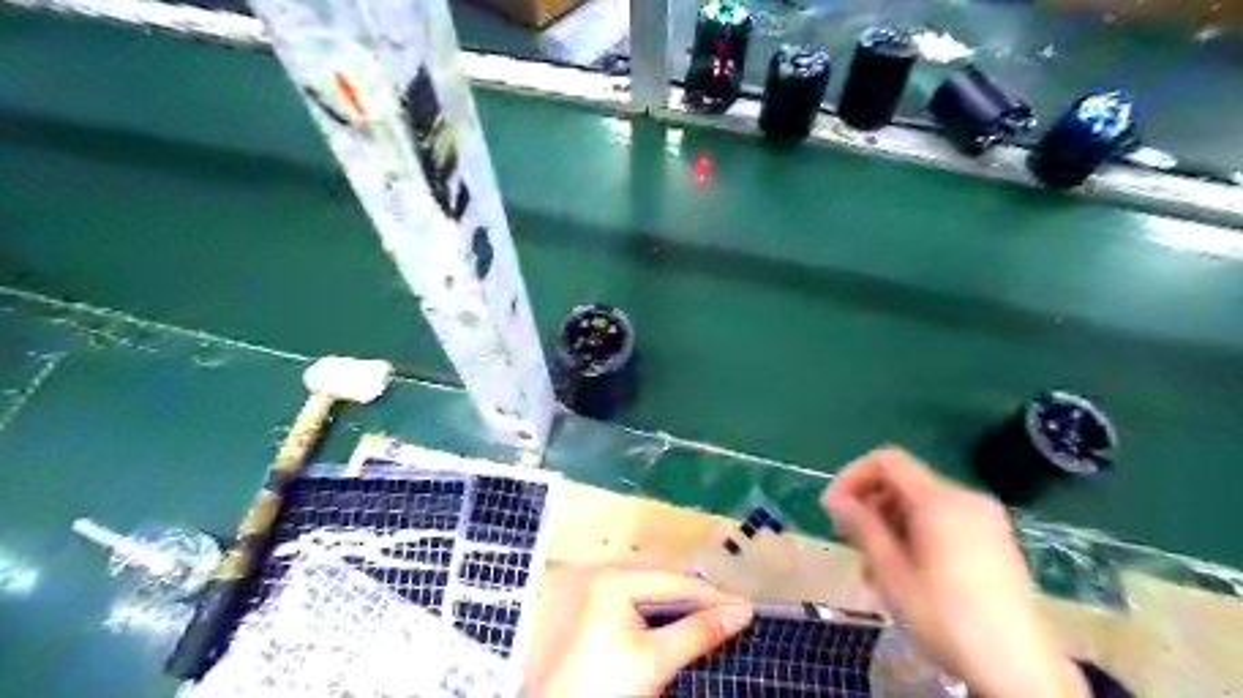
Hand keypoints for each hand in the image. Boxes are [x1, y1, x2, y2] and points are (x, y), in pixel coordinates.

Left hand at [525, 570, 751, 693]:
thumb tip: (741, 612)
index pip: (677, 584)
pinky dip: (668, 624)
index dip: (715, 597)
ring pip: (657, 602)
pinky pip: (644, 614)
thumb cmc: (604, 687)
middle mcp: (609, 581)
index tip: (749, 608)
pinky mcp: (603, 622)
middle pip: (667, 589)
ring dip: (687, 614)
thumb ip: (698, 632)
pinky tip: (687, 632)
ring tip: (719, 622)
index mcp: (617, 581)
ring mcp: (603, 600)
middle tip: (737, 615)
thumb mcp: (654, 660)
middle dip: (701, 602)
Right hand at [822, 448, 1084, 696]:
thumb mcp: (892, 574)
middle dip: (871, 504)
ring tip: (877, 566)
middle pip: (904, 481)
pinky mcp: (994, 537)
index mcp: (940, 501)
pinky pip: (943, 519)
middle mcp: (965, 498)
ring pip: (921, 503)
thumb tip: (833, 498)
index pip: (886, 461)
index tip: (834, 507)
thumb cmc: (947, 620)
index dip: (852, 476)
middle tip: (852, 542)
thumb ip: (862, 527)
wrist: (1022, 671)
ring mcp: (985, 518)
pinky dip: (917, 531)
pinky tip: (908, 569)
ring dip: (890, 523)